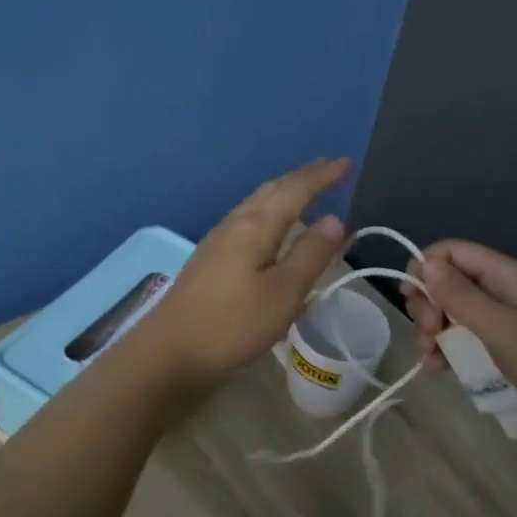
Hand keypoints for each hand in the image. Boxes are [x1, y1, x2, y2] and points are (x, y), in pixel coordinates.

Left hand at [131, 158, 350, 388]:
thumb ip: (310, 254)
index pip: (295, 191)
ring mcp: (217, 243)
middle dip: (301, 179)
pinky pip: (246, 222)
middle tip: (328, 169)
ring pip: (256, 205)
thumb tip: (335, 218)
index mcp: (255, 227)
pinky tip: (270, 231)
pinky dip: (268, 214)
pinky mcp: (209, 262)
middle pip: (272, 191)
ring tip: (303, 193)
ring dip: (282, 194)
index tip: (347, 163)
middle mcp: (234, 225)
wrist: (169, 354)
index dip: (322, 176)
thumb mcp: (283, 293)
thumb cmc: (232, 325)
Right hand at [405, 239, 516, 443]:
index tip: (411, 302)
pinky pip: (472, 339)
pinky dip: (453, 350)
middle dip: (429, 306)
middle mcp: (505, 289)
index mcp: (506, 274)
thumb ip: (459, 295)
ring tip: (432, 360)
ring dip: (437, 332)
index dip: (424, 269)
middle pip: (451, 283)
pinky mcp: (512, 346)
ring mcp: (509, 319)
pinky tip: (441, 370)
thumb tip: (424, 263)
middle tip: (428, 337)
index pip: (451, 252)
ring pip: (458, 313)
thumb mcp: (499, 328)